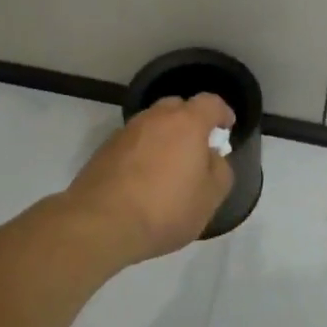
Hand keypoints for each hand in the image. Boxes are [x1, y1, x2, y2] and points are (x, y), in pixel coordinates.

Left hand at [67, 95, 234, 265]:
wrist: (100, 224)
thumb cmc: (165, 208)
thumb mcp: (211, 196)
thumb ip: (220, 170)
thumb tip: (211, 158)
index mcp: (186, 123)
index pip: (210, 103)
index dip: (222, 113)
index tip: (226, 129)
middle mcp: (155, 118)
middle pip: (177, 107)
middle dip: (190, 122)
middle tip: (196, 148)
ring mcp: (126, 132)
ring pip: (152, 125)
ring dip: (163, 138)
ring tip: (167, 168)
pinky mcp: (103, 151)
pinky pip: (132, 143)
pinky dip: (142, 153)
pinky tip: (142, 181)